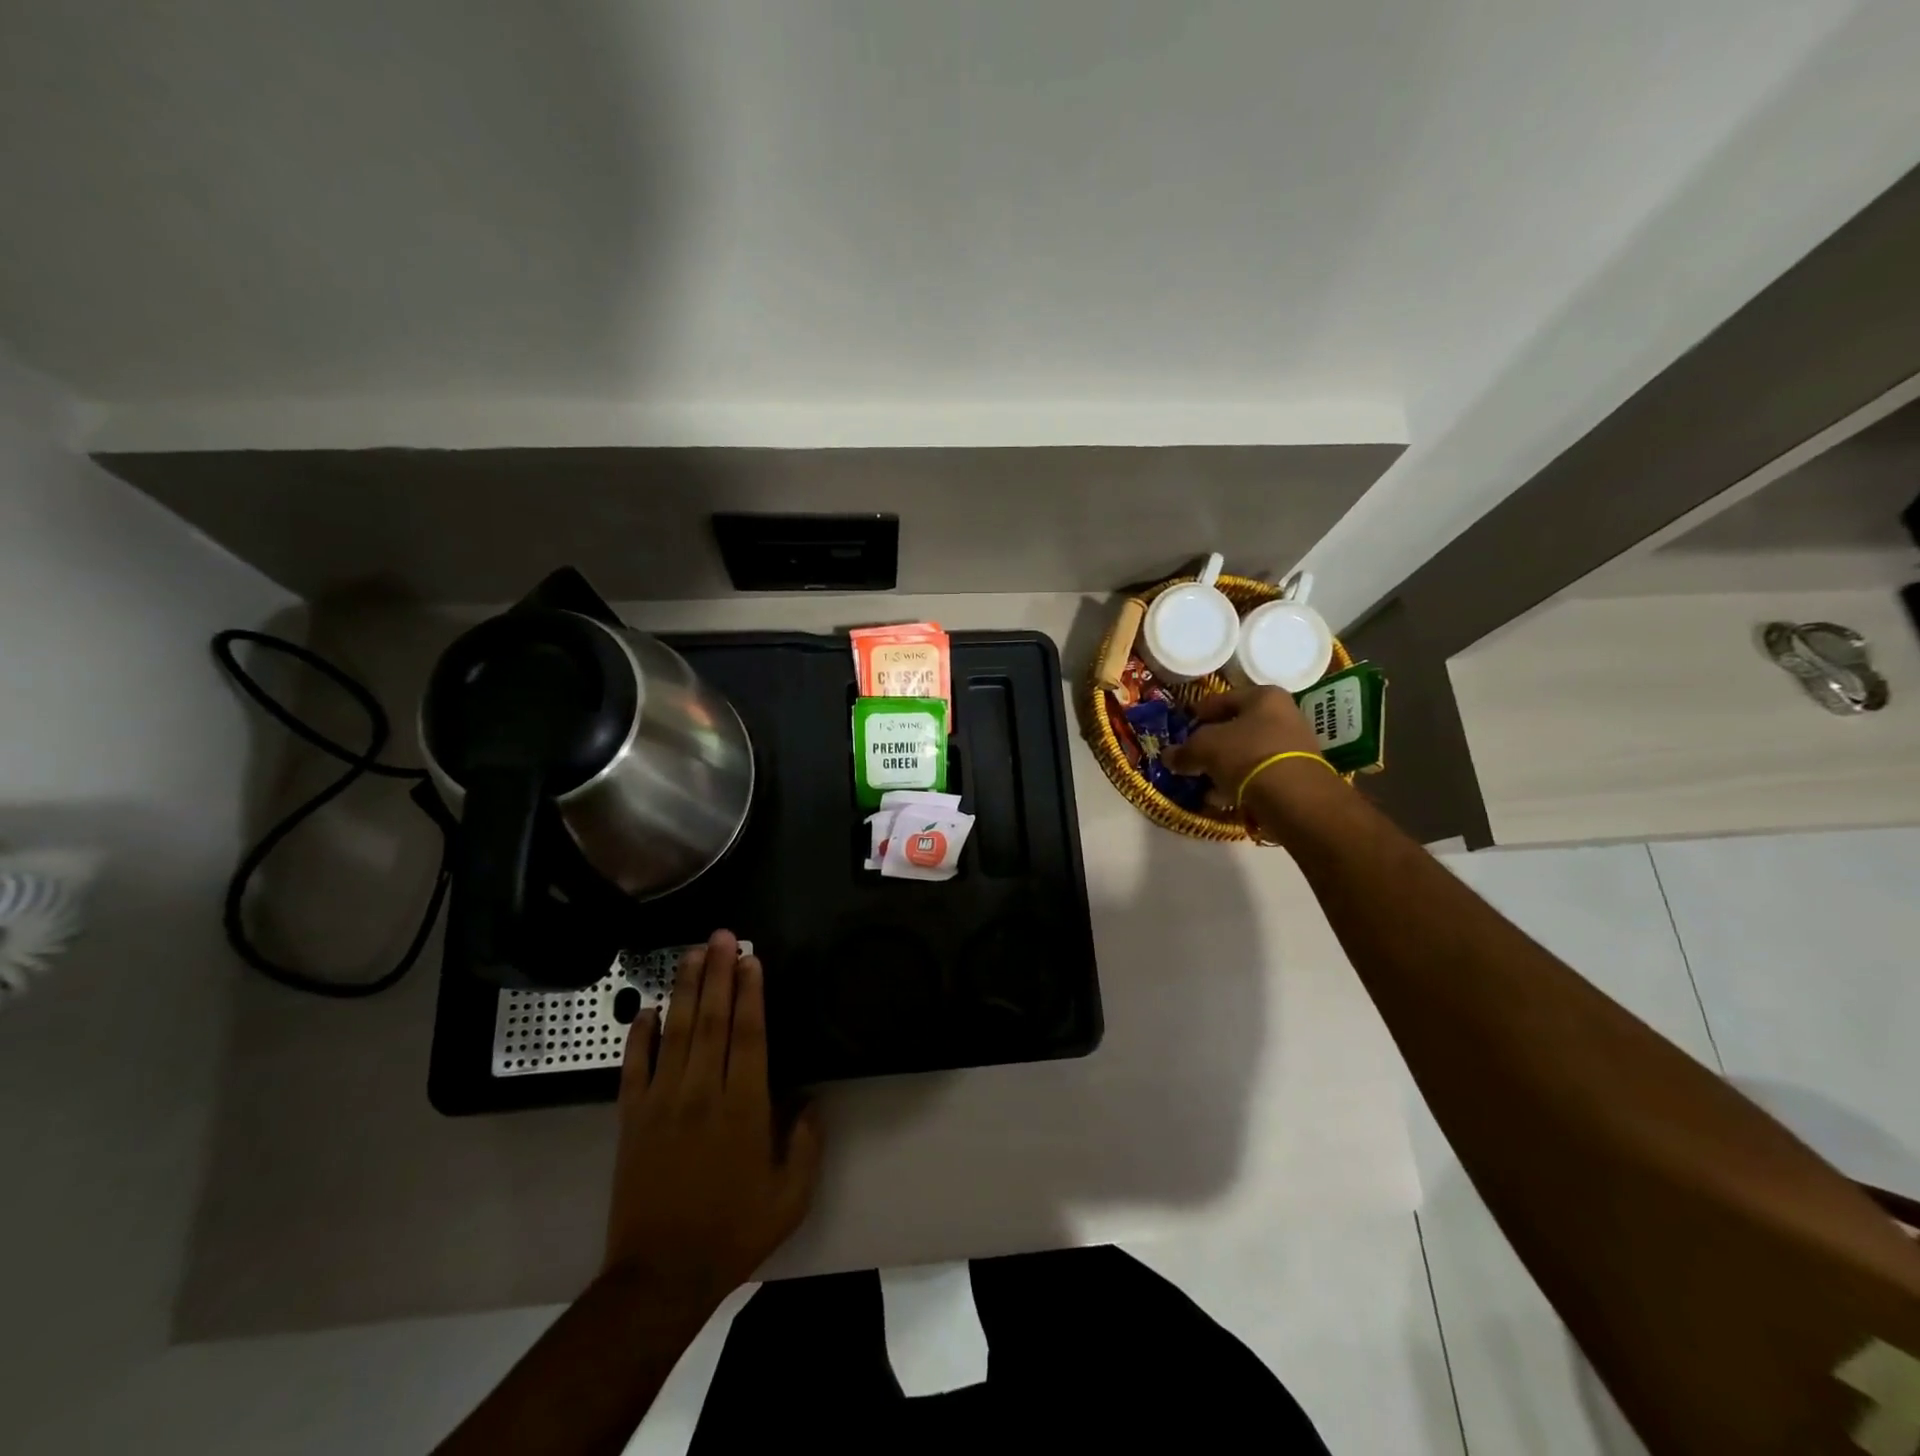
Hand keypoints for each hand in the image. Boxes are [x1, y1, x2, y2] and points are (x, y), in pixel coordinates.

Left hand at [604, 930, 821, 1308]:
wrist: (660, 1276)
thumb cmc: (733, 1231)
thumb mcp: (791, 1195)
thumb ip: (807, 1143)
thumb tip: (811, 1099)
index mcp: (744, 1106)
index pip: (749, 1033)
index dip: (751, 992)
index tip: (752, 959)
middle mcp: (703, 1092)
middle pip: (712, 1019)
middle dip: (719, 972)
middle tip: (723, 936)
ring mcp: (662, 1102)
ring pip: (676, 1031)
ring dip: (684, 988)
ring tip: (692, 953)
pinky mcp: (631, 1118)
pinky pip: (634, 1066)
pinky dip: (639, 1035)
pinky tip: (646, 1009)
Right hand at [1161, 686, 1324, 798]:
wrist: (1293, 796)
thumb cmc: (1245, 755)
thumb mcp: (1203, 748)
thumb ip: (1183, 751)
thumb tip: (1168, 756)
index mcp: (1264, 696)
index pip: (1221, 699)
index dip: (1197, 713)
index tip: (1182, 726)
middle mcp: (1285, 714)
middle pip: (1238, 727)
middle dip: (1213, 743)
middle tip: (1192, 756)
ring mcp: (1295, 745)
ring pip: (1248, 752)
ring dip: (1226, 765)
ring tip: (1204, 781)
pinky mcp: (1298, 774)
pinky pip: (1260, 773)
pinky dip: (1241, 782)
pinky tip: (1223, 796)